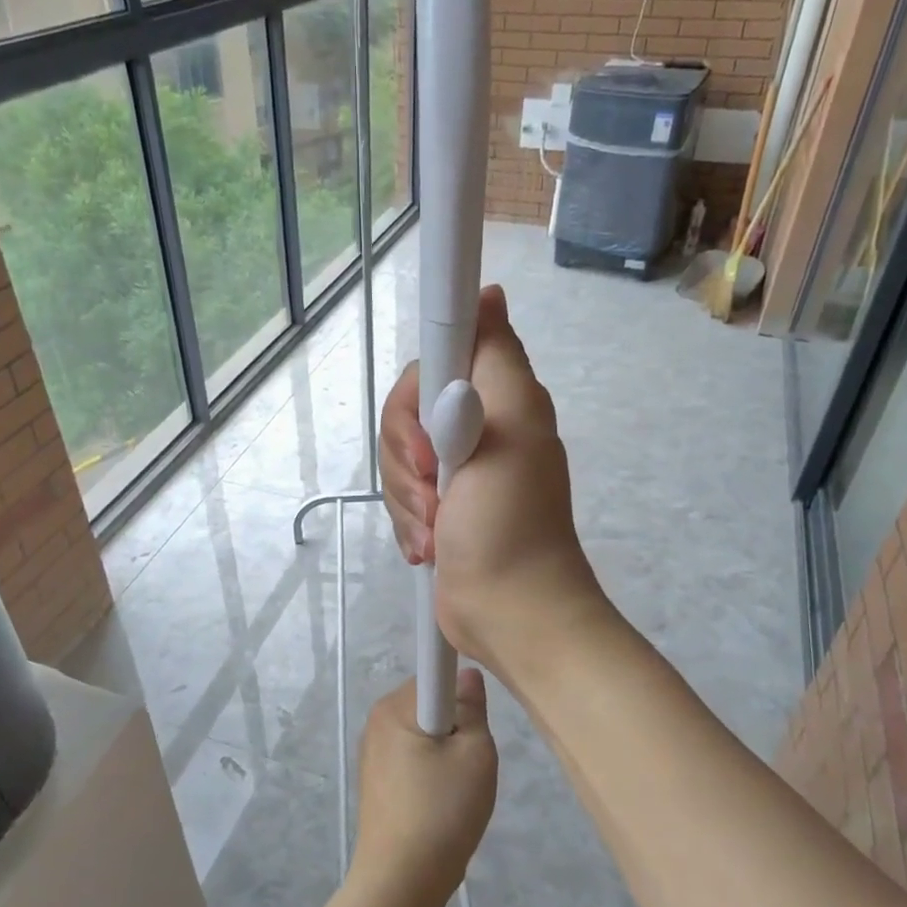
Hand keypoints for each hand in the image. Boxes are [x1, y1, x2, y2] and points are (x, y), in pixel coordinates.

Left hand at [351, 673, 497, 906]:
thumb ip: (473, 708)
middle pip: (430, 705)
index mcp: (394, 707)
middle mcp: (376, 722)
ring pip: (424, 735)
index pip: (435, 674)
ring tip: (457, 791)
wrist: (401, 882)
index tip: (477, 720)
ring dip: (447, 754)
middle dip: (457, 726)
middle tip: (472, 763)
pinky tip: (440, 806)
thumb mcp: (475, 754)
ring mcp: (373, 754)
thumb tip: (467, 675)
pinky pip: (413, 760)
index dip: (462, 691)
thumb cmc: (441, 811)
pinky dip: (432, 775)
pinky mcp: (376, 782)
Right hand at [421, 291, 600, 681]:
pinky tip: (430, 546)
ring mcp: (452, 471)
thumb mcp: (511, 428)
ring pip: (395, 457)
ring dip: (408, 499)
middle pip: (405, 411)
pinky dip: (408, 522)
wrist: (508, 611)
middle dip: (407, 456)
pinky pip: (398, 495)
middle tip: (435, 488)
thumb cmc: (510, 521)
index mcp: (496, 399)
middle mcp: (473, 426)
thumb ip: (495, 358)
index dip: (420, 389)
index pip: (436, 357)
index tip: (427, 433)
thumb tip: (488, 294)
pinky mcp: (434, 507)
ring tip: (436, 529)